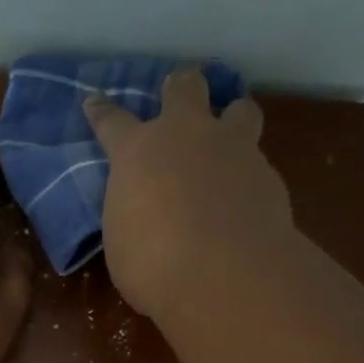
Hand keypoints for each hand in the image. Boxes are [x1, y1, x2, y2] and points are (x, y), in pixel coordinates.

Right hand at [84, 68, 291, 320]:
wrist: (225, 275)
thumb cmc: (153, 264)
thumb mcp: (123, 240)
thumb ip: (132, 213)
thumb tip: (145, 212)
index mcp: (138, 152)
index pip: (112, 121)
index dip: (102, 111)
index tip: (95, 101)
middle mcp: (186, 136)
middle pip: (185, 87)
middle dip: (180, 87)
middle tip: (179, 95)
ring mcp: (233, 149)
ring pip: (240, 109)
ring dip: (232, 118)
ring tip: (229, 139)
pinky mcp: (268, 174)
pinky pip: (258, 162)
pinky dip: (249, 176)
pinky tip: (246, 200)